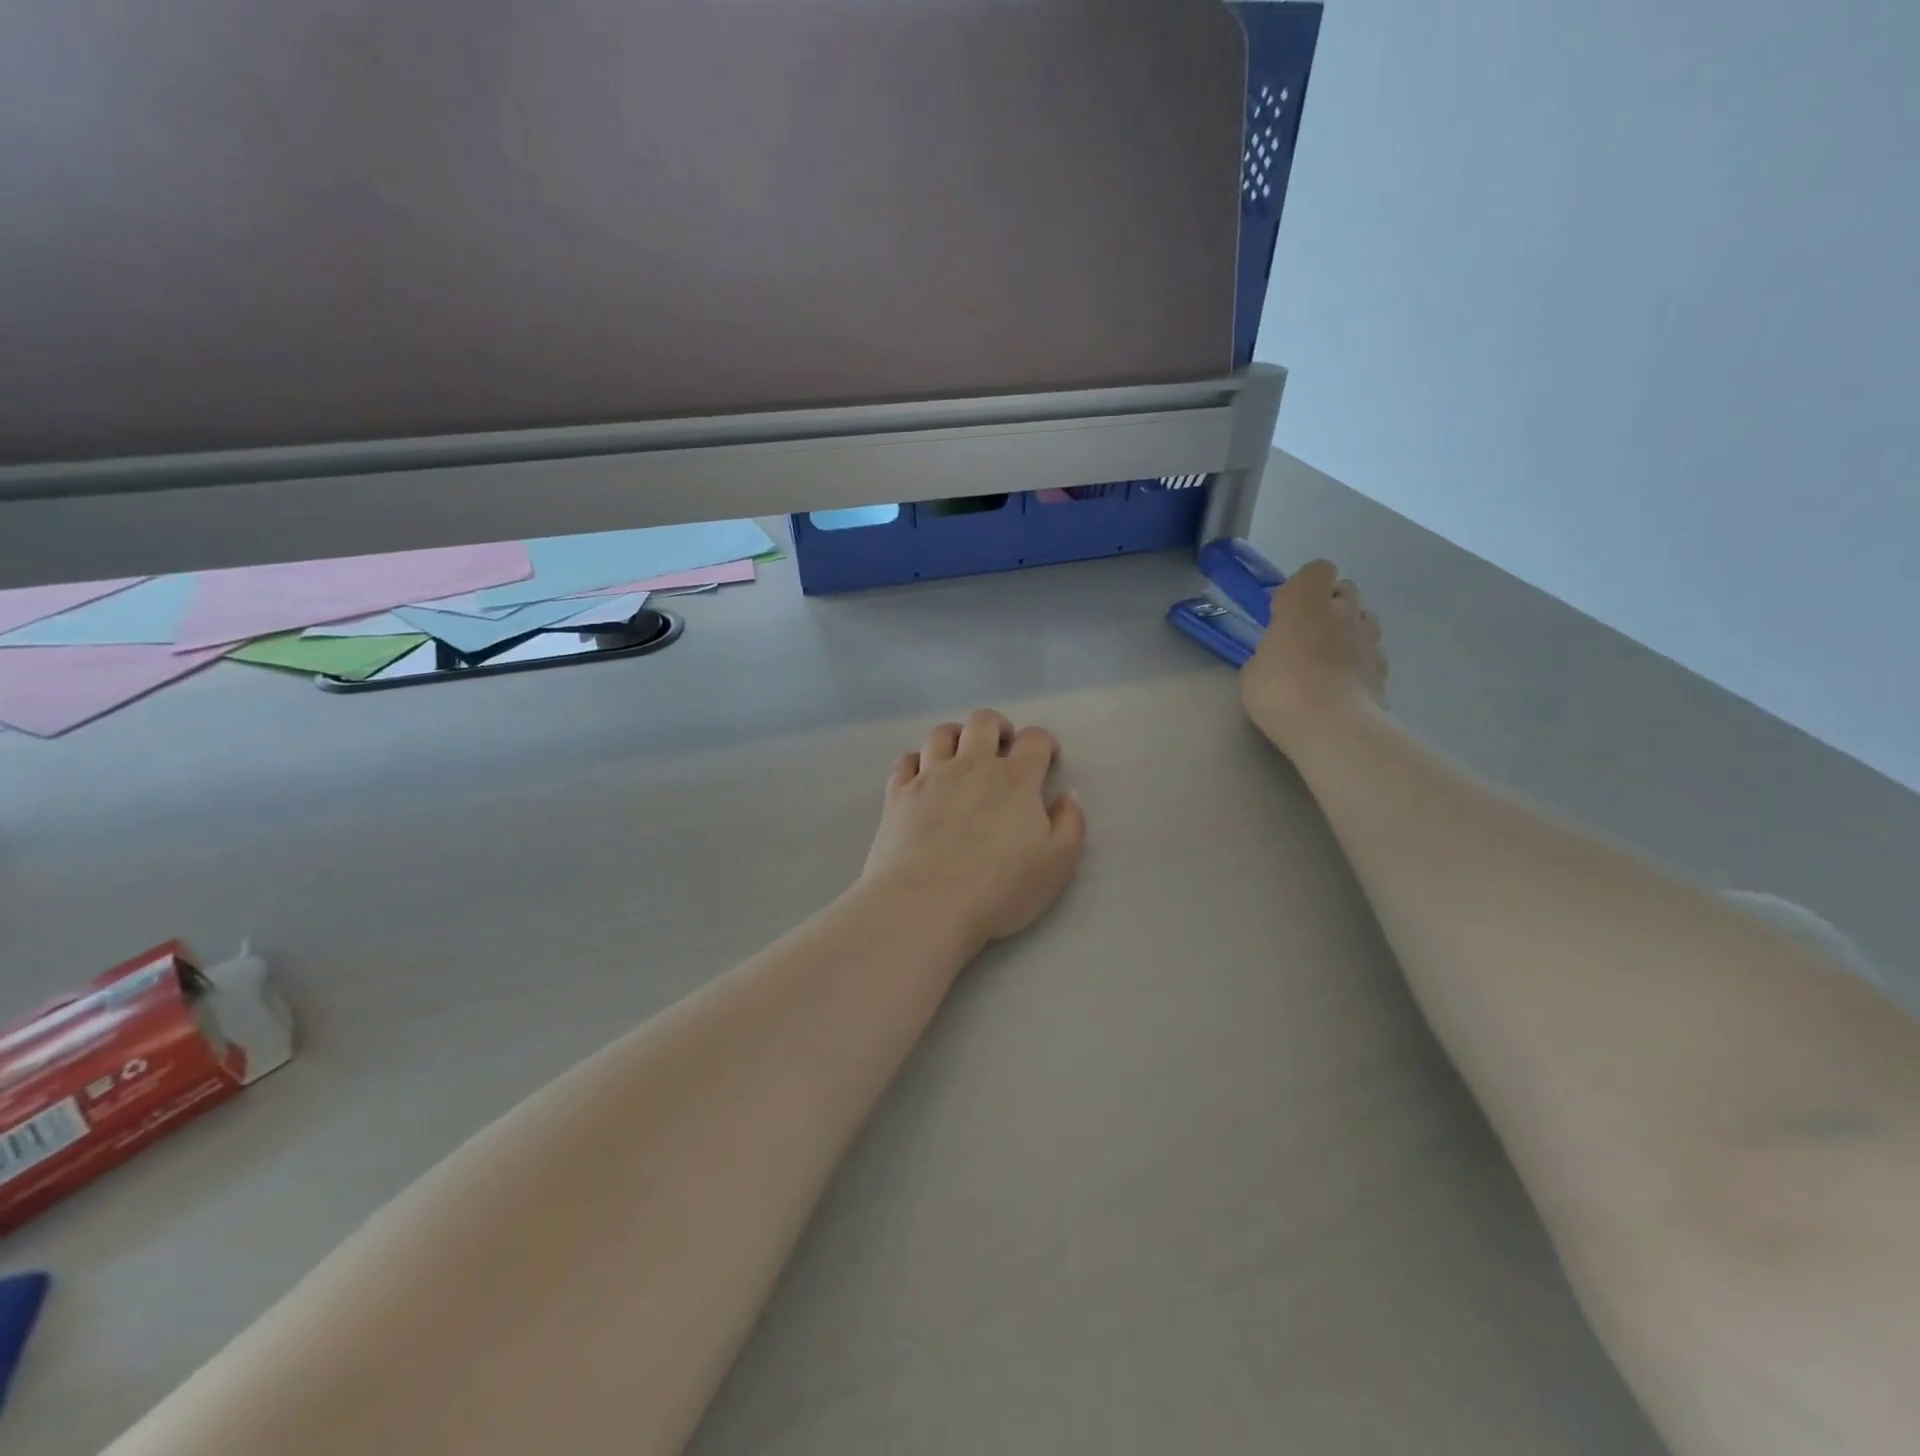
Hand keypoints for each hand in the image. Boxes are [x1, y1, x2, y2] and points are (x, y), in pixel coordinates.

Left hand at [862, 709, 1086, 950]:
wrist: (925, 904)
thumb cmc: (999, 889)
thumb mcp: (1057, 865)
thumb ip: (1070, 824)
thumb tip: (1068, 795)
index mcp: (1015, 779)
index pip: (1034, 739)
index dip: (1044, 742)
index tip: (1048, 758)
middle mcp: (972, 766)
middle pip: (983, 721)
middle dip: (999, 726)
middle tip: (1004, 748)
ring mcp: (930, 776)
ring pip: (941, 734)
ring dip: (957, 736)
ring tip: (962, 755)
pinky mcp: (898, 794)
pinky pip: (906, 760)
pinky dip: (917, 760)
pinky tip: (923, 776)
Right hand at [1240, 559, 1388, 754]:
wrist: (1333, 727)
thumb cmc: (1280, 690)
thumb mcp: (1254, 669)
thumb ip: (1271, 650)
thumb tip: (1282, 654)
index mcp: (1305, 601)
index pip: (1317, 570)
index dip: (1302, 586)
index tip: (1284, 610)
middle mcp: (1342, 610)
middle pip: (1343, 590)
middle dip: (1327, 605)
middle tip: (1304, 634)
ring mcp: (1368, 638)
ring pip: (1362, 618)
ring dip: (1346, 630)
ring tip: (1325, 658)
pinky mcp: (1383, 667)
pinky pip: (1371, 652)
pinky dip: (1358, 660)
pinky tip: (1342, 683)